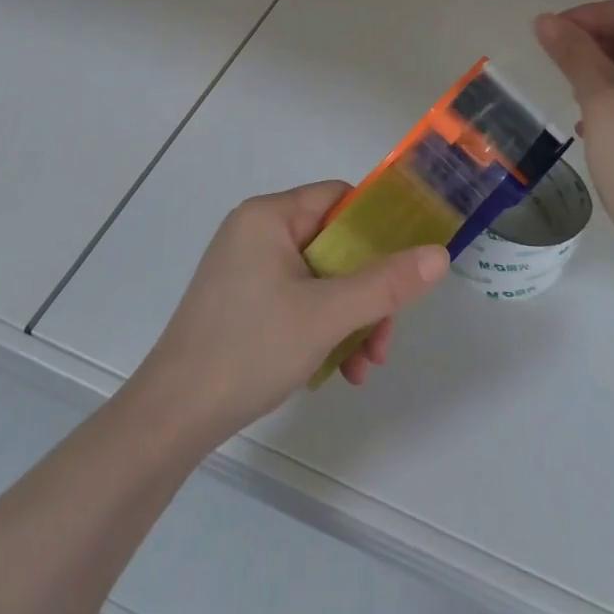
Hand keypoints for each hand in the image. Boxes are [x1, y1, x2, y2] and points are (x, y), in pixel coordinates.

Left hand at [131, 182, 447, 446]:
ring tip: (364, 367)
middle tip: (384, 337)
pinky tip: (337, 371)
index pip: (338, 198)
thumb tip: (439, 254)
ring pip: (319, 278)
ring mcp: (246, 268)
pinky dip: (321, 328)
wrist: (174, 415)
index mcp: (269, 216)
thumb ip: (385, 284)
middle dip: (366, 292)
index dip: (376, 226)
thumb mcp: (327, 314)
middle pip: (333, 245)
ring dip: (349, 318)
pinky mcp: (241, 301)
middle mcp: (256, 231)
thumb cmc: (250, 347)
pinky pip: (297, 299)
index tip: (405, 265)